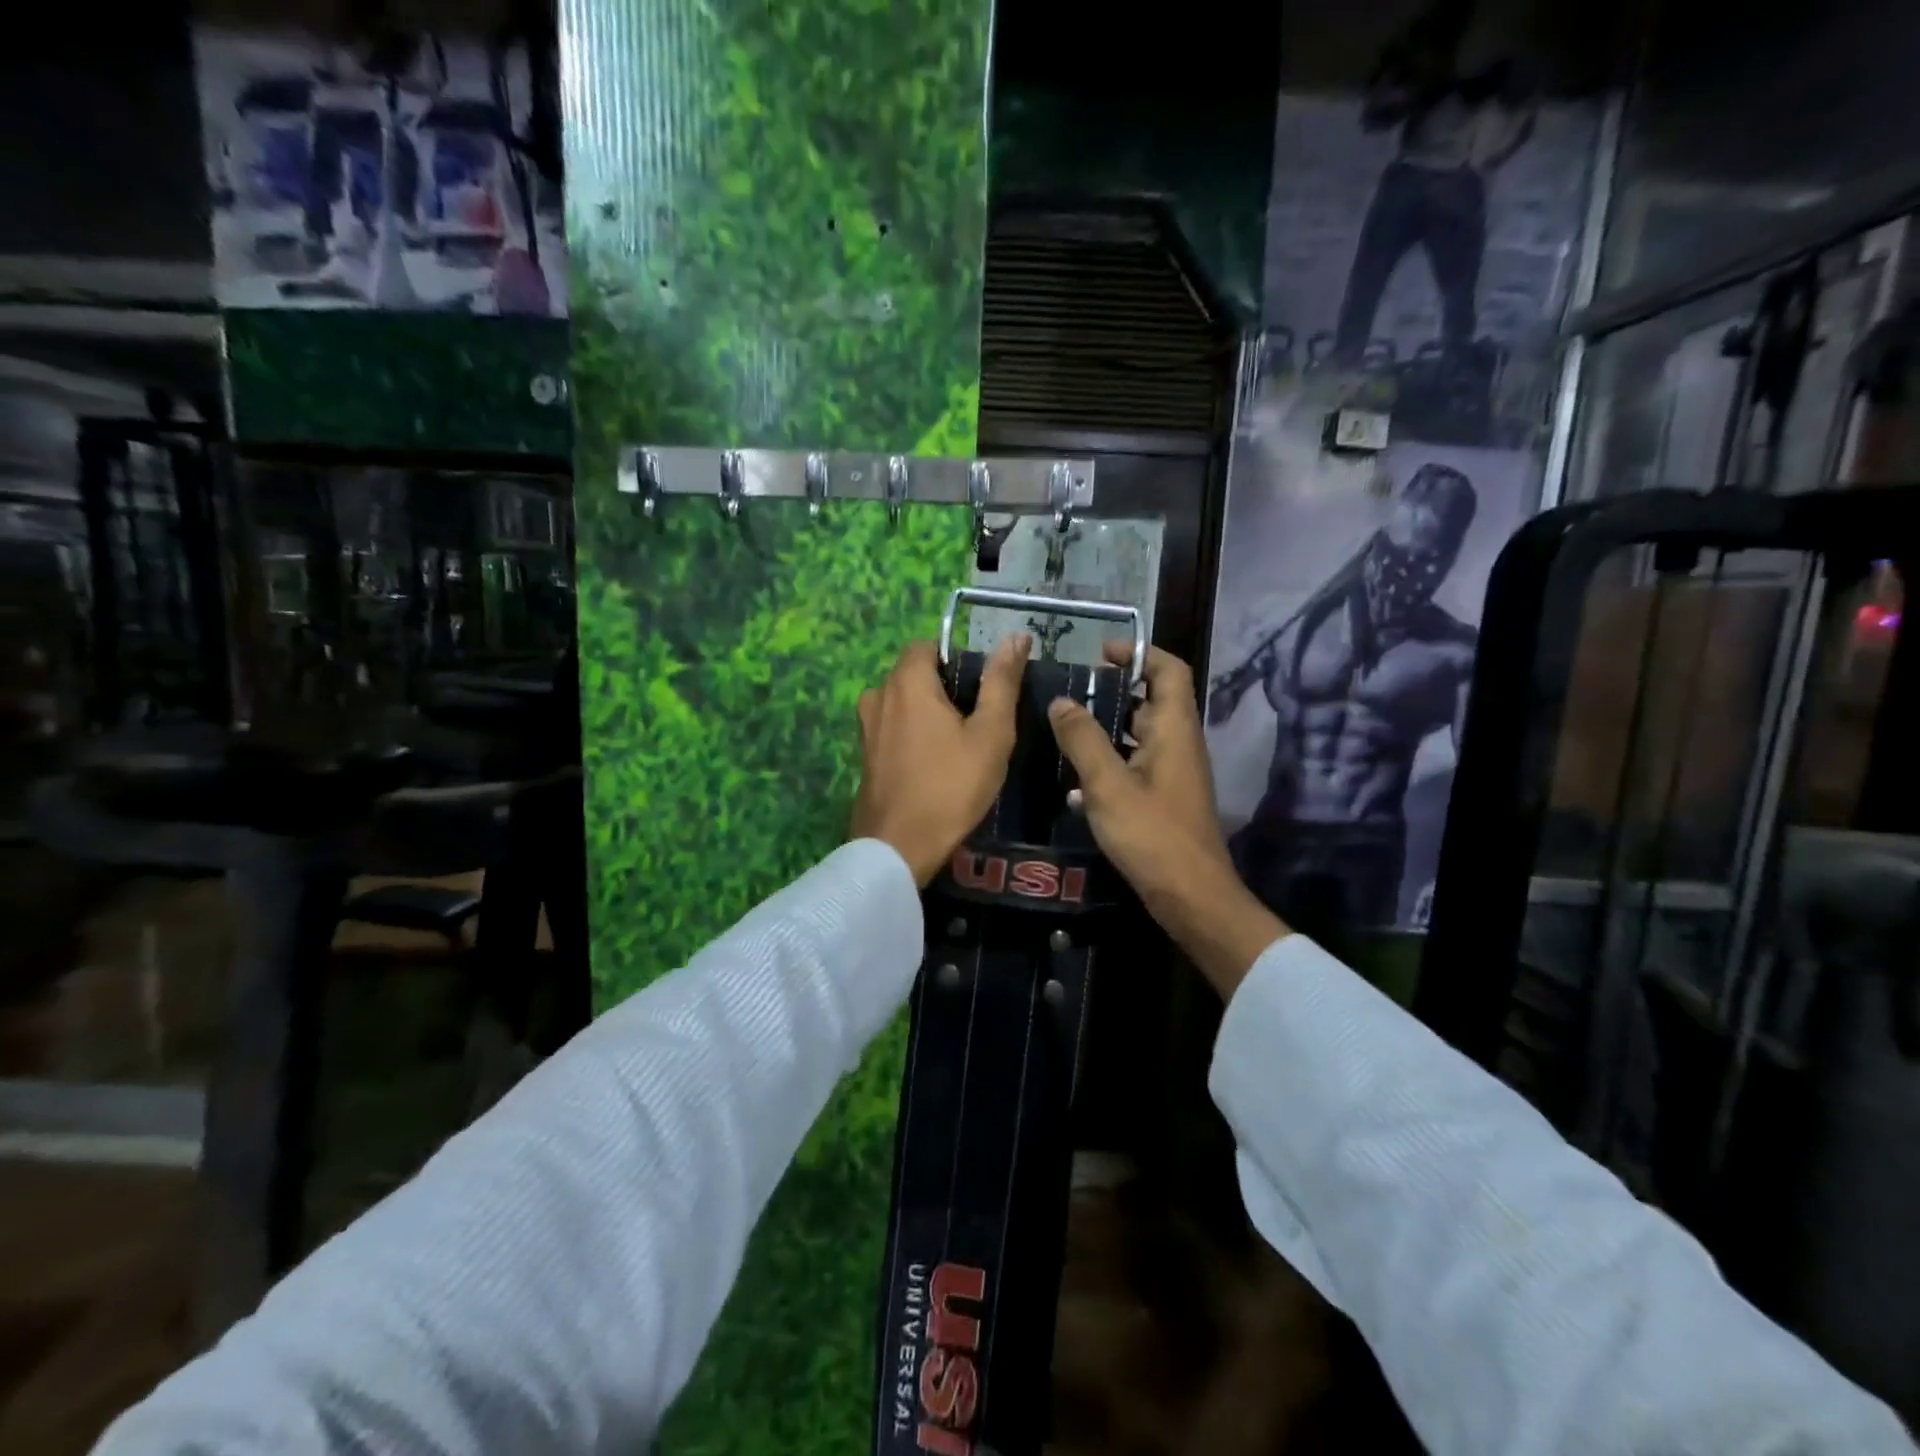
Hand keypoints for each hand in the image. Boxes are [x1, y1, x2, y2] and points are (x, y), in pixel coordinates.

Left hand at [851, 634, 1030, 885]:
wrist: (899, 847)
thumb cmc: (951, 786)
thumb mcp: (990, 733)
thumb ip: (1001, 682)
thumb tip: (1016, 637)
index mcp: (906, 681)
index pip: (928, 645)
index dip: (956, 660)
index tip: (981, 690)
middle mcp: (878, 695)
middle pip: (914, 673)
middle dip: (945, 688)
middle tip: (977, 722)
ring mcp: (866, 727)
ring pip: (903, 702)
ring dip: (928, 713)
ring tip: (959, 745)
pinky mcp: (864, 755)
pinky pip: (893, 728)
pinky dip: (913, 734)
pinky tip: (935, 764)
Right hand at [1047, 642, 1286, 996]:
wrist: (1190, 896)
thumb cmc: (1152, 835)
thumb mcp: (1108, 784)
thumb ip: (1083, 739)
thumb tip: (1061, 700)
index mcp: (1174, 729)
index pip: (1169, 670)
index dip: (1139, 653)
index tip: (1100, 654)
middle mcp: (1178, 744)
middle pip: (1151, 701)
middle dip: (1112, 693)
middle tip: (1069, 695)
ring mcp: (1173, 774)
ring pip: (1139, 737)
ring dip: (1105, 730)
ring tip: (1063, 733)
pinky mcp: (1164, 800)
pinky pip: (1135, 767)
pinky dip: (1109, 764)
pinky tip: (1075, 784)